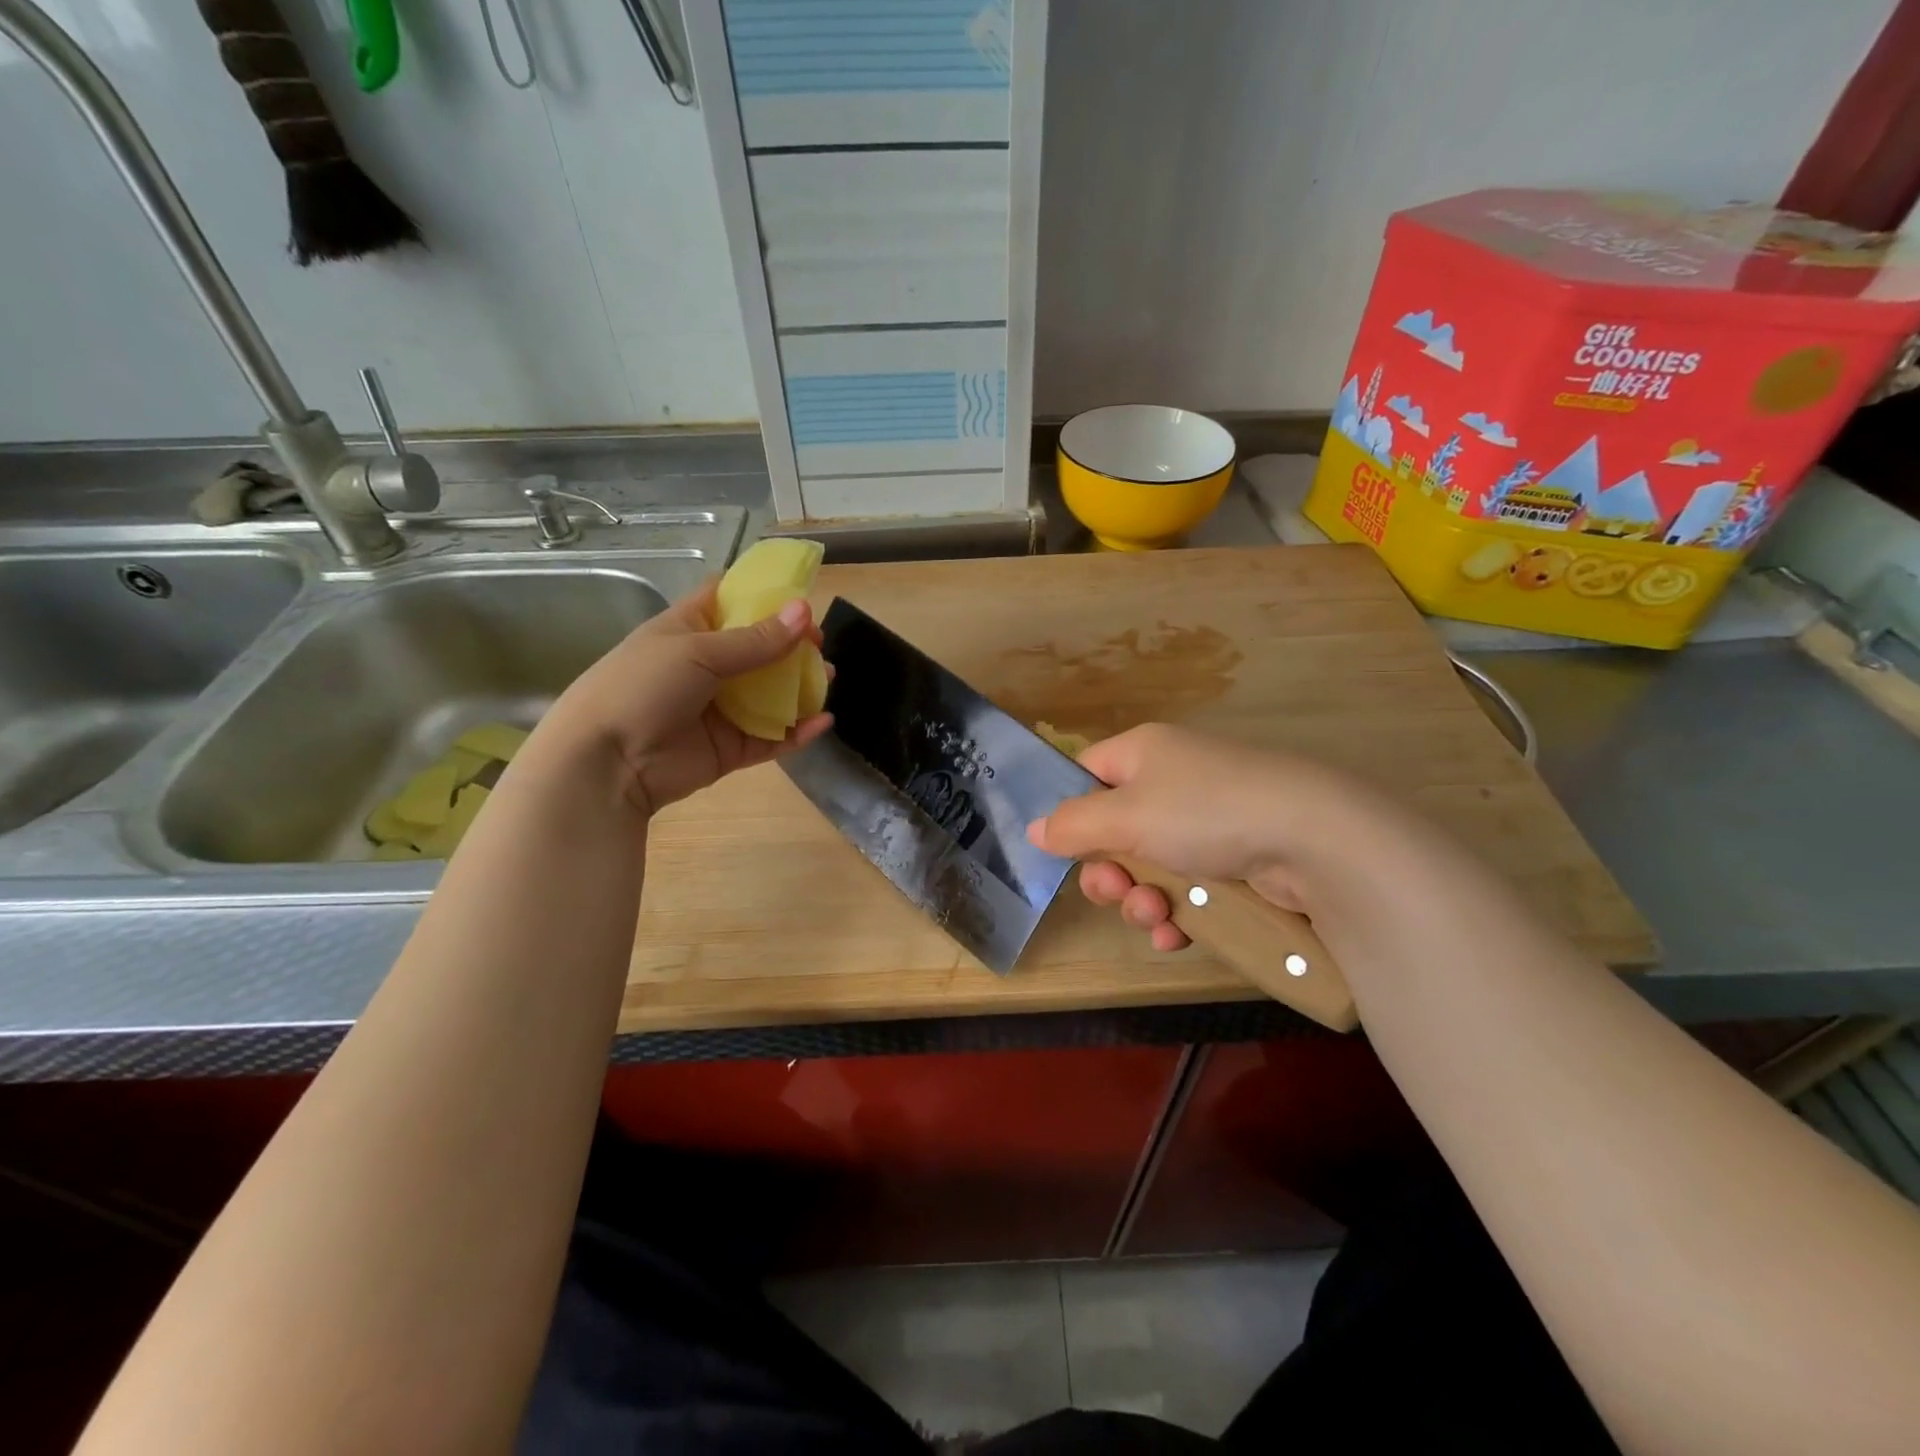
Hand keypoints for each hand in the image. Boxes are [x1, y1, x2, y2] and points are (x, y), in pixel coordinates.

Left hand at [531, 582, 830, 817]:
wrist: (606, 762)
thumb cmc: (642, 687)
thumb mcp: (698, 652)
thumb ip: (756, 639)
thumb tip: (805, 612)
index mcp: (689, 630)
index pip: (729, 601)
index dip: (764, 596)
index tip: (800, 599)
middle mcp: (707, 667)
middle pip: (759, 649)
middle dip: (792, 645)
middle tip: (820, 645)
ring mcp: (720, 710)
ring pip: (770, 695)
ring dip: (800, 687)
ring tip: (827, 679)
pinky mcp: (730, 749)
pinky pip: (771, 737)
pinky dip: (797, 731)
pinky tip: (822, 721)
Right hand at [1025, 723, 1381, 951]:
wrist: (1315, 839)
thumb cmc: (1205, 812)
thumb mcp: (1125, 816)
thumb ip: (1071, 825)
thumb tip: (1034, 830)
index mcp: (1143, 754)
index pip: (1086, 775)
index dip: (1070, 813)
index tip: (1063, 852)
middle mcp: (1172, 781)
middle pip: (1114, 831)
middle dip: (1108, 872)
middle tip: (1115, 893)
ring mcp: (1206, 822)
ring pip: (1149, 868)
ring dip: (1141, 900)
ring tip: (1156, 917)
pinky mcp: (1235, 860)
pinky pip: (1187, 889)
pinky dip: (1177, 914)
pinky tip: (1177, 934)